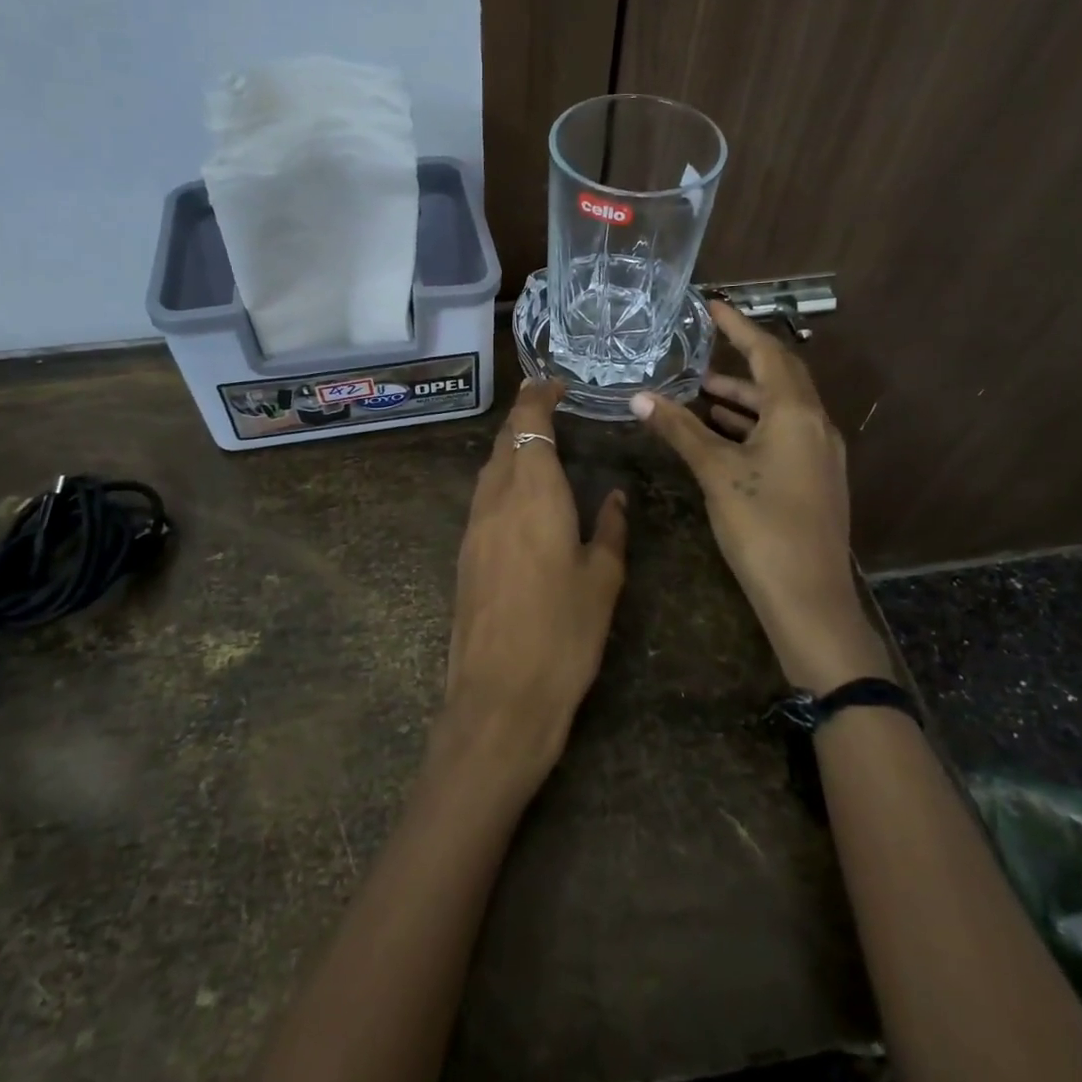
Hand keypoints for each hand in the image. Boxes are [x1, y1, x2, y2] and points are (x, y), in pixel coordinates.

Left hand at [444, 379, 627, 788]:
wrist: (499, 697)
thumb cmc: (563, 635)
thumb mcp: (602, 580)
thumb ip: (611, 529)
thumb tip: (617, 497)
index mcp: (533, 494)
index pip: (529, 424)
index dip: (539, 396)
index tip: (556, 383)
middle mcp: (495, 500)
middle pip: (504, 441)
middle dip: (524, 417)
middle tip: (551, 407)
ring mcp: (473, 527)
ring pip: (489, 469)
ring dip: (511, 448)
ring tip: (539, 447)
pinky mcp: (464, 554)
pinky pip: (483, 498)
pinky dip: (502, 480)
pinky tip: (521, 498)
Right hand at [630, 302, 887, 691]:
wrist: (808, 598)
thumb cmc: (762, 526)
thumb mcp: (716, 472)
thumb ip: (680, 430)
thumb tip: (640, 397)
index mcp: (796, 414)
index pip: (767, 353)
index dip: (738, 327)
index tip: (712, 306)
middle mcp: (816, 426)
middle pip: (779, 378)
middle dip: (740, 361)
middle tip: (702, 349)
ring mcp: (820, 455)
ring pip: (780, 411)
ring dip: (743, 398)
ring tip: (701, 394)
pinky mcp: (815, 480)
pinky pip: (783, 435)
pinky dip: (752, 426)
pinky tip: (723, 435)